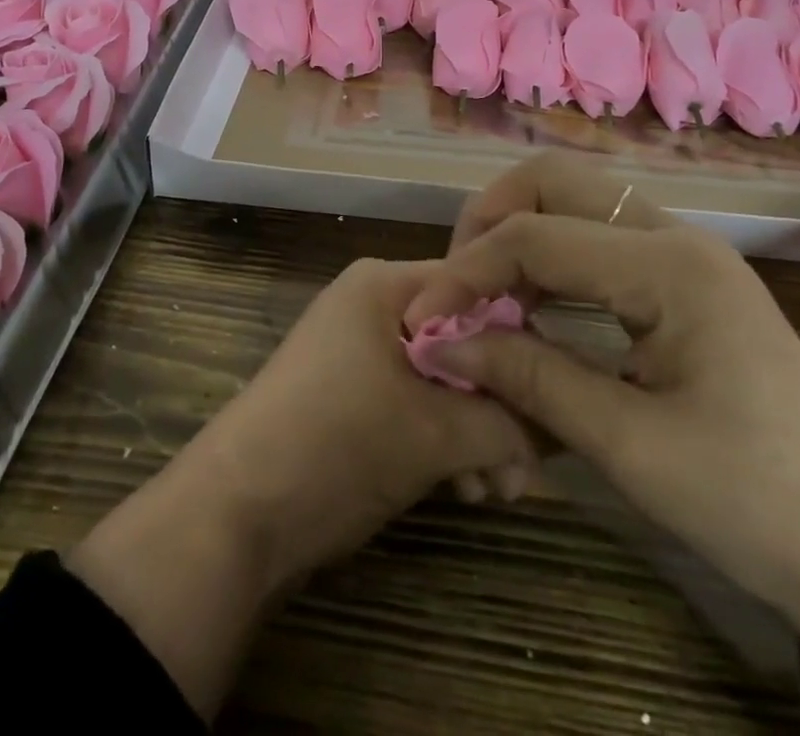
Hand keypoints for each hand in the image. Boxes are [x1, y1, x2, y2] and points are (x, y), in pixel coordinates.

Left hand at [187, 254, 538, 571]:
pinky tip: (465, 491)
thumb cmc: (338, 445)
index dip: (520, 342)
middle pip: (460, 340)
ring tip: (497, 492)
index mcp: (385, 284)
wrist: (234, 515)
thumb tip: (565, 420)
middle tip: (527, 468)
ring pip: (441, 379)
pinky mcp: (349, 394)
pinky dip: (442, 442)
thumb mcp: (436, 434)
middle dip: (498, 406)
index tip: (552, 398)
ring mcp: (357, 351)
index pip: (476, 290)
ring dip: (475, 434)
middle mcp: (371, 304)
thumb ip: (509, 420)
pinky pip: (413, 403)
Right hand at [407, 152, 799, 647]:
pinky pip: (597, 237)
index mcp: (667, 265)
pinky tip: (529, 307)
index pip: (534, 236)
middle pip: (552, 181)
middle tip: (455, 286)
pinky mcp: (684, 278)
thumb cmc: (756, 503)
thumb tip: (438, 343)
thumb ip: (527, 379)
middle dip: (488, 221)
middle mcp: (674, 234)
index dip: (466, 272)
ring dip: (517, 234)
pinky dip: (549, 258)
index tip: (421, 322)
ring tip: (483, 299)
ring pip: (574, 201)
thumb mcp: (629, 446)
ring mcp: (683, 251)